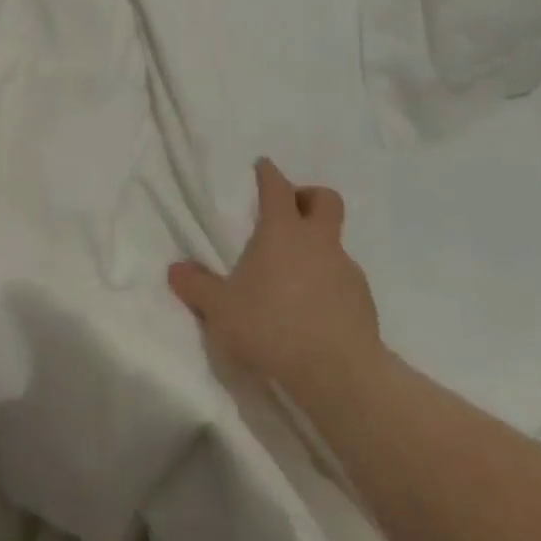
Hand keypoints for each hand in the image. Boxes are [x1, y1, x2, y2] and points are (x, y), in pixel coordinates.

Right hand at [169, 159, 384, 401]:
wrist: (339, 374)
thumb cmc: (272, 326)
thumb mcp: (220, 309)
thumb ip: (197, 286)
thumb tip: (175, 270)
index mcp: (282, 232)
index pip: (277, 187)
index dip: (269, 174)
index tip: (263, 166)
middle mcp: (318, 242)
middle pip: (325, 200)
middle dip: (308, 197)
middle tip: (290, 211)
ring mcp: (346, 271)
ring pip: (335, 244)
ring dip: (317, 249)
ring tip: (294, 278)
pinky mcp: (364, 303)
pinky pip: (344, 281)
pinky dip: (329, 285)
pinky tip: (313, 312)